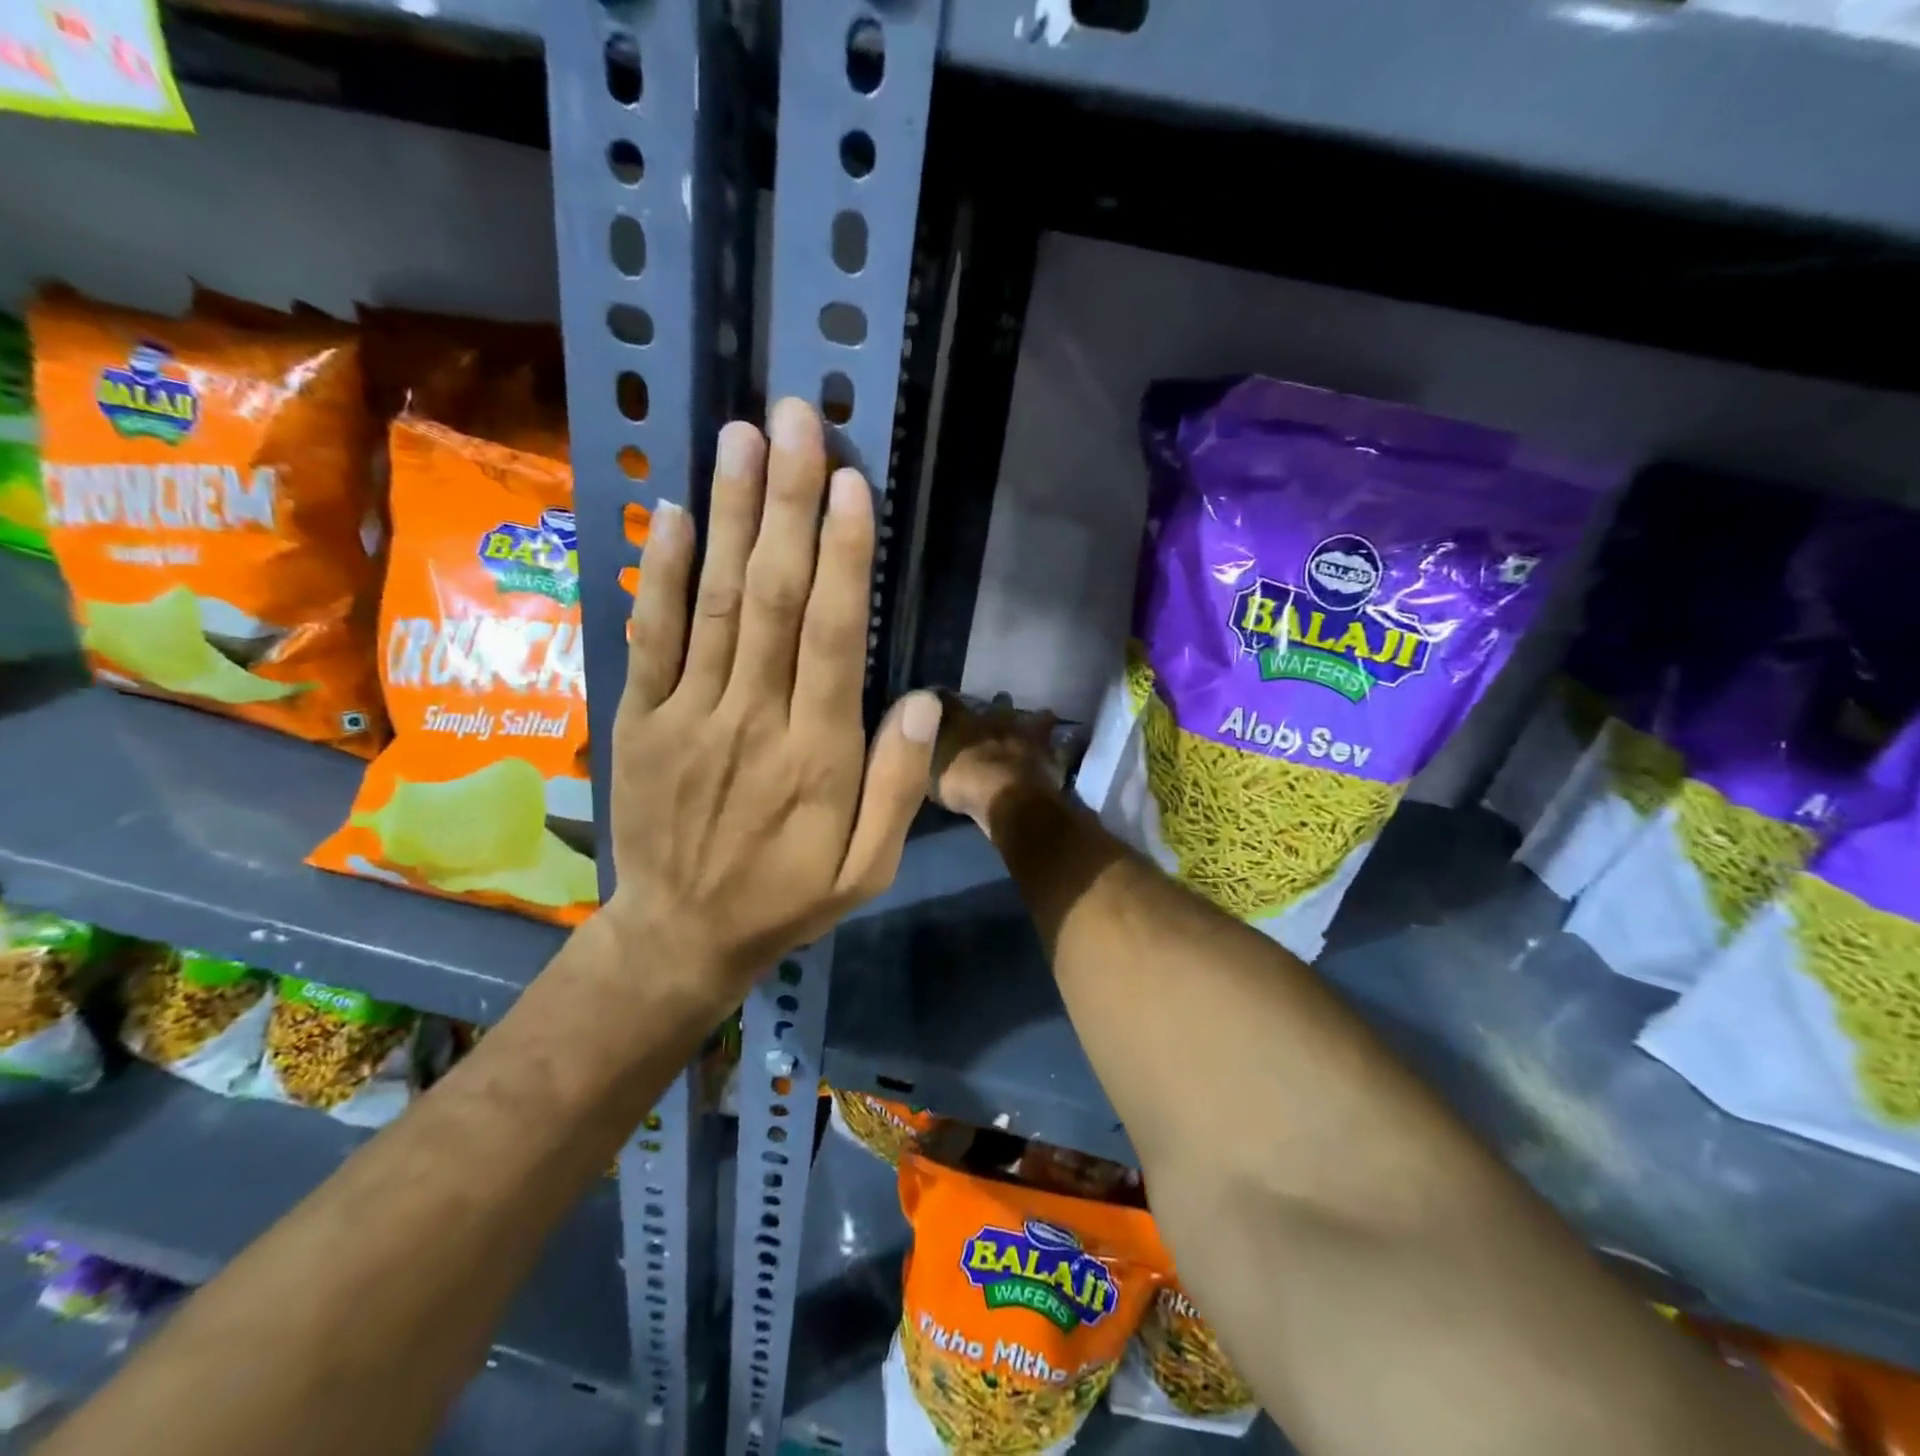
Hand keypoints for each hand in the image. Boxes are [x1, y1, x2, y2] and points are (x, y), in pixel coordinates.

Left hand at [603, 398, 942, 997]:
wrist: (681, 934)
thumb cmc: (787, 897)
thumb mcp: (868, 869)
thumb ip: (898, 787)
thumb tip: (921, 699)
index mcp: (817, 757)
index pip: (832, 639)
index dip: (842, 558)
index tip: (850, 483)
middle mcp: (752, 721)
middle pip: (771, 598)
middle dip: (787, 504)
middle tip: (798, 421)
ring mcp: (688, 715)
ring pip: (712, 602)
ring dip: (728, 515)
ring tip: (741, 438)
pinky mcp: (640, 718)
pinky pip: (650, 636)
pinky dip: (660, 572)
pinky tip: (672, 511)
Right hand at [930, 692, 1066, 832]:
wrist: (1007, 798)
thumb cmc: (962, 782)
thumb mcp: (930, 769)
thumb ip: (925, 750)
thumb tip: (917, 731)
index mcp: (968, 722)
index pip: (951, 702)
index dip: (946, 699)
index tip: (942, 696)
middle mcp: (1000, 722)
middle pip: (1001, 705)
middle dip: (999, 704)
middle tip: (1000, 703)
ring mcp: (1030, 738)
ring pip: (1037, 719)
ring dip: (1038, 719)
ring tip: (1042, 717)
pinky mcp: (1053, 758)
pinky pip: (1063, 749)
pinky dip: (1064, 748)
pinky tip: (1066, 747)